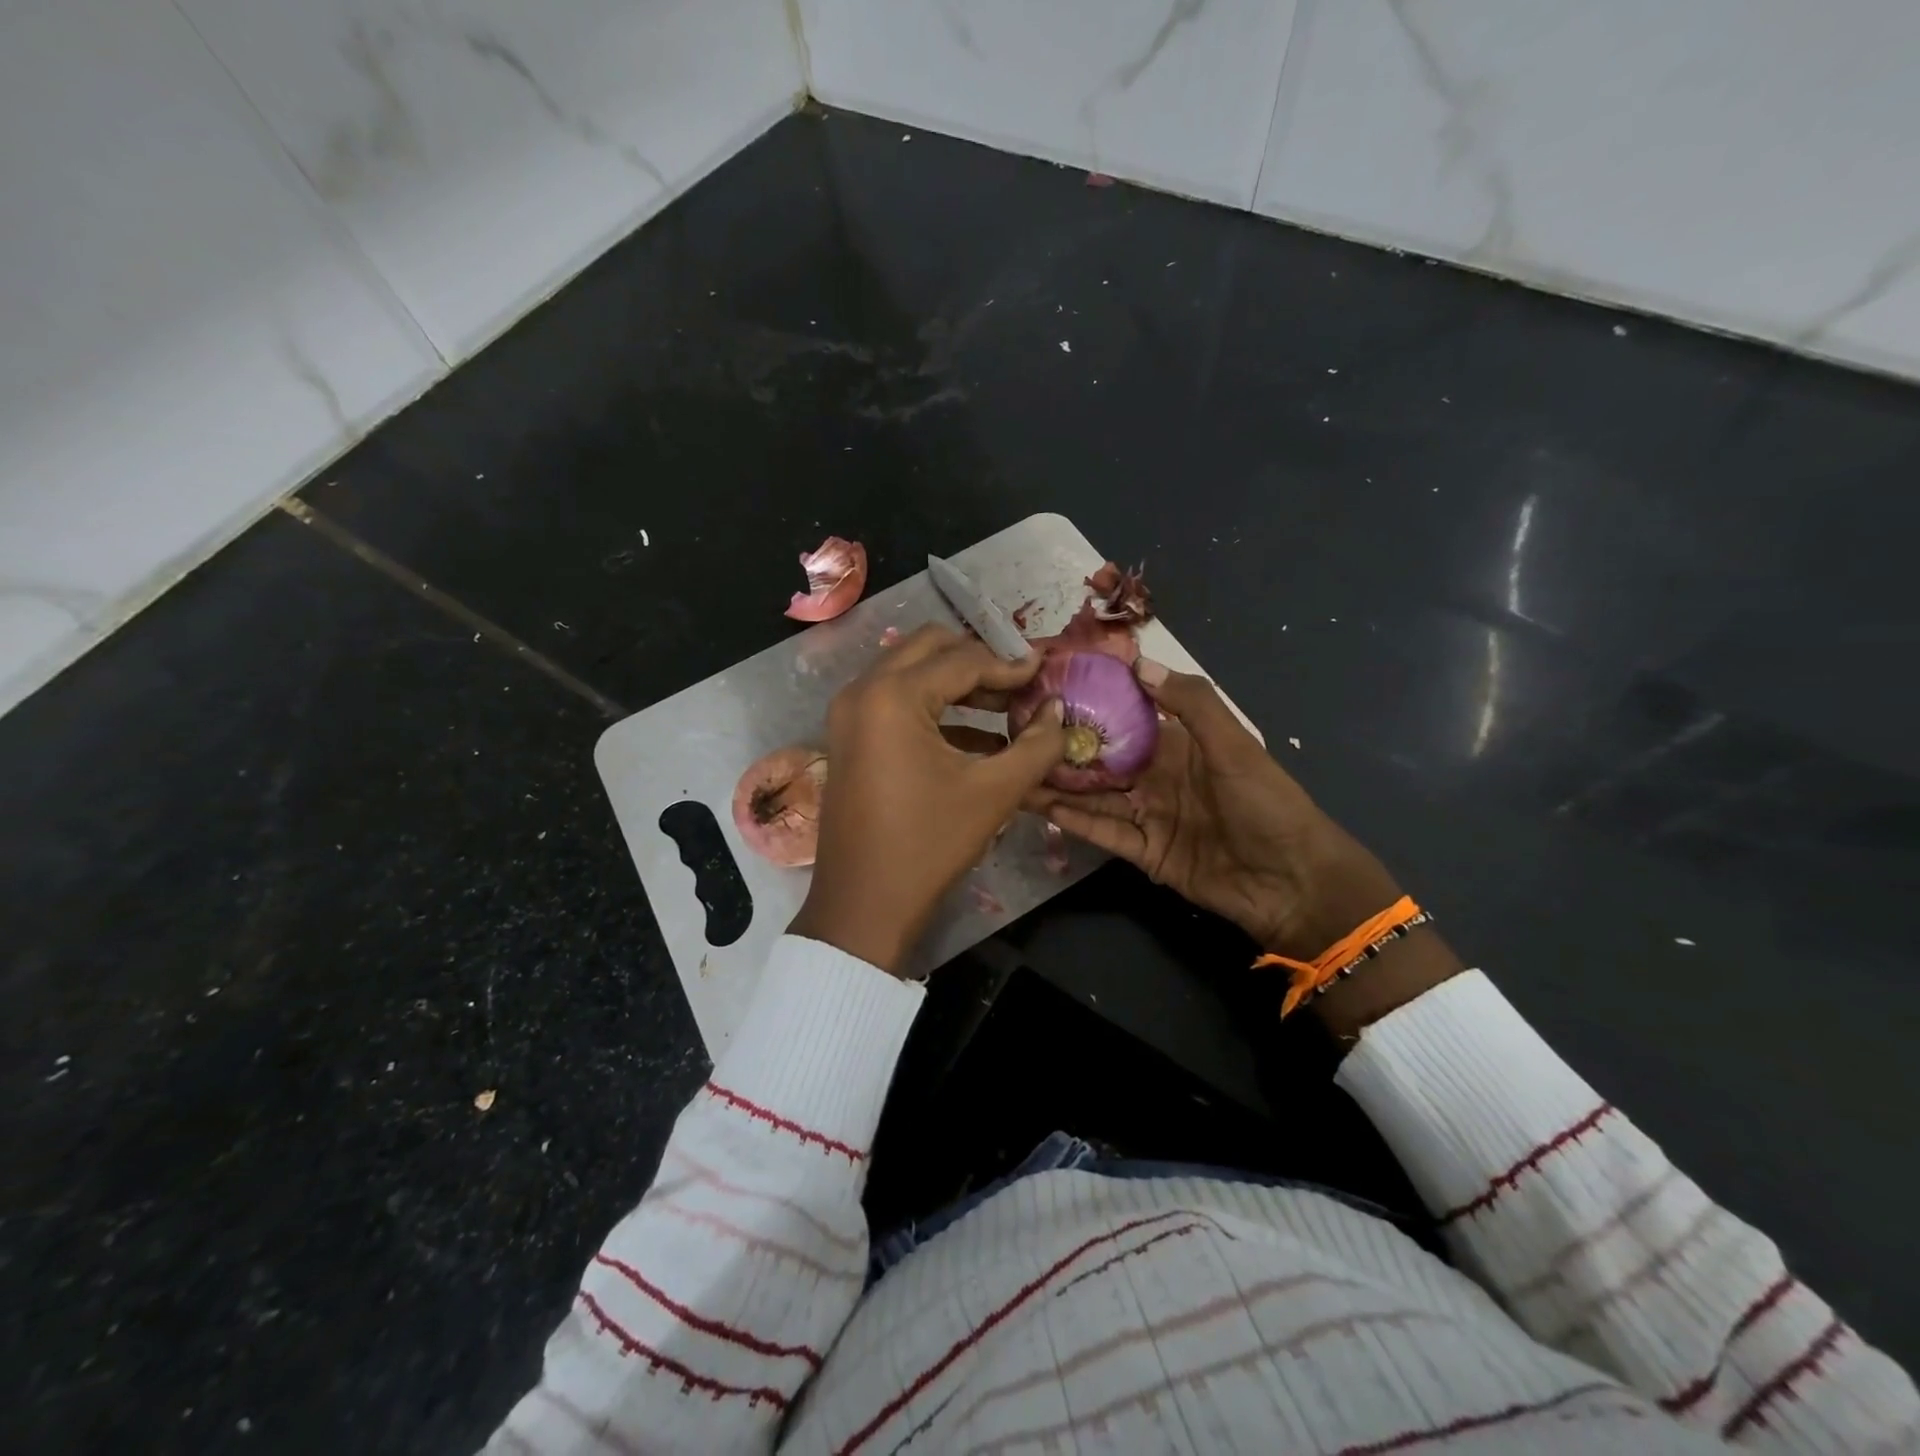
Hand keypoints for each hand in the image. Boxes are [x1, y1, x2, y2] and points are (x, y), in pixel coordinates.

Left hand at [790, 626, 1065, 973]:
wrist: (864, 905)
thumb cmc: (929, 845)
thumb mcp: (994, 793)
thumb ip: (1036, 745)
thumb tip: (1059, 712)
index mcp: (892, 696)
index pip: (962, 660)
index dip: (1010, 665)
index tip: (1047, 669)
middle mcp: (862, 691)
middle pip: (929, 649)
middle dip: (979, 660)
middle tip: (1022, 681)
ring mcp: (849, 715)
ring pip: (910, 673)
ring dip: (957, 684)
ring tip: (1007, 707)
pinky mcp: (849, 739)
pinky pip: (895, 703)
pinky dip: (935, 709)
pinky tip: (978, 737)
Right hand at [1030, 659, 1403, 964]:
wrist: (1292, 881)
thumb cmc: (1267, 803)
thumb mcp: (1234, 745)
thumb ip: (1190, 704)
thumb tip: (1139, 663)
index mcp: (1179, 745)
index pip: (1127, 717)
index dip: (1093, 702)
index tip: (1051, 686)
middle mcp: (1157, 776)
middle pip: (1102, 759)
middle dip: (1064, 747)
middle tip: (1015, 731)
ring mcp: (1149, 815)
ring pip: (1094, 795)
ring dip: (1058, 784)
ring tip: (1015, 768)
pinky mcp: (1144, 851)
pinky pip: (1103, 830)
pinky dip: (1073, 819)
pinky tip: (1038, 805)